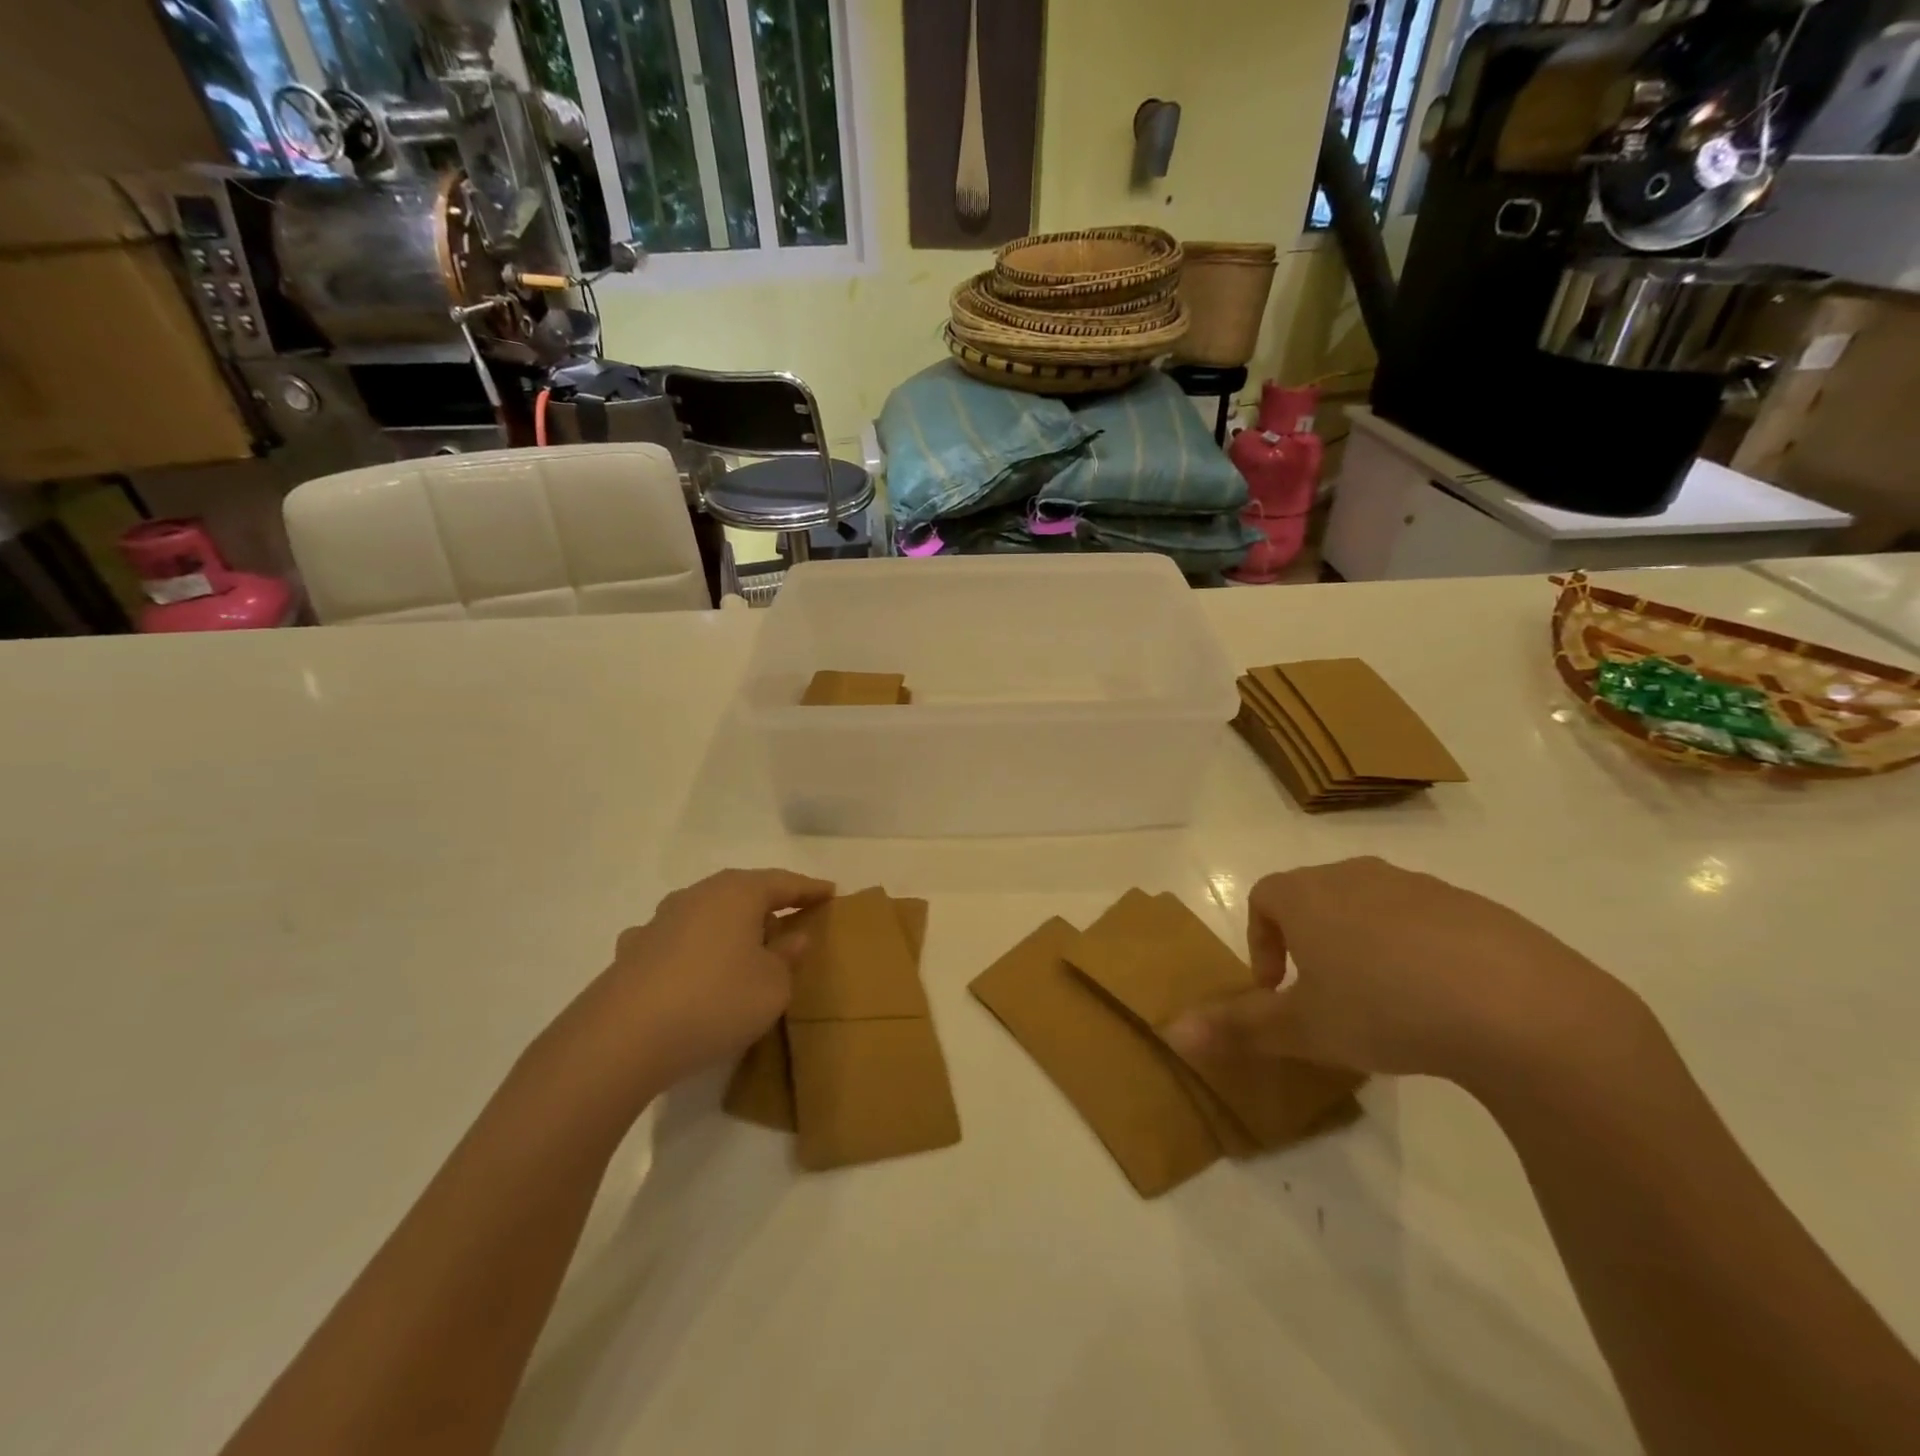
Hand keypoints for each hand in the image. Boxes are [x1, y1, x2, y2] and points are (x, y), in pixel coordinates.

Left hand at [558, 869, 833, 1101]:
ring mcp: (659, 921)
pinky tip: (690, 966)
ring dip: (728, 924)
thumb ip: (787, 958)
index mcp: (738, 893)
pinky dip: (692, 947)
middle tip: (791, 913)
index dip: (809, 889)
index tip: (831, 891)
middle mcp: (697, 895)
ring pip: (706, 912)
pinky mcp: (633, 951)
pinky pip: (675, 940)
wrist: (622, 1039)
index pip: (783, 883)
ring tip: (743, 943)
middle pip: (742, 891)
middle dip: (768, 902)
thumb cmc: (715, 1001)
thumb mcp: (772, 986)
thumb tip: (792, 936)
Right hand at [1167, 857, 1646, 1088]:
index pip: (1264, 898)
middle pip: (1315, 897)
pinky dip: (1417, 951)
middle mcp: (1358, 876)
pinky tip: (1443, 1002)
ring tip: (1383, 1003)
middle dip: (1308, 942)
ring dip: (1362, 946)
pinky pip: (1426, 921)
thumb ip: (1237, 1027)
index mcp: (1309, 895)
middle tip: (1324, 997)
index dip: (1260, 942)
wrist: (1520, 1007)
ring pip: (1370, 907)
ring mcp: (1420, 887)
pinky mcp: (1474, 908)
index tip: (1276, 989)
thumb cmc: (1385, 1008)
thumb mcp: (1304, 1028)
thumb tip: (1171, 1031)